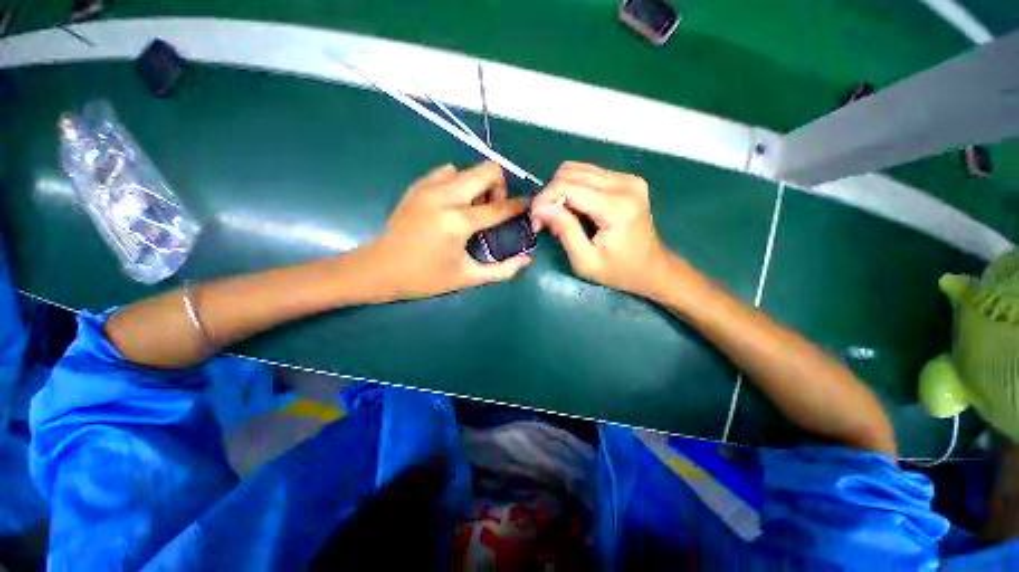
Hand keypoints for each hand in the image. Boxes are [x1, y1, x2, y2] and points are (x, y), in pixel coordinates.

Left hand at [359, 162, 531, 300]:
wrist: (378, 269)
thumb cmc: (424, 278)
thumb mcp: (466, 278)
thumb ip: (501, 270)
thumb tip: (527, 260)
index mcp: (458, 222)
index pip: (499, 206)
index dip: (518, 205)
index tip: (526, 206)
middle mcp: (445, 197)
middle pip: (486, 170)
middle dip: (499, 186)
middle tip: (495, 208)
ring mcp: (428, 188)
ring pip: (467, 170)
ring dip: (478, 185)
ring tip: (472, 208)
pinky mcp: (417, 187)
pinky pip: (446, 172)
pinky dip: (458, 183)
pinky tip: (453, 204)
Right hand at [530, 162, 671, 297]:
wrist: (652, 269)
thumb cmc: (618, 272)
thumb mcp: (585, 260)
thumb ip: (564, 230)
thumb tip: (540, 207)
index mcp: (617, 207)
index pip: (568, 186)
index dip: (544, 199)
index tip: (535, 221)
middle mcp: (625, 184)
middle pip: (570, 173)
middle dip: (550, 195)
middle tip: (545, 221)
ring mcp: (629, 179)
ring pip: (577, 169)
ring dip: (560, 190)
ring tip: (558, 215)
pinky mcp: (628, 180)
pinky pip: (589, 173)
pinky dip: (573, 188)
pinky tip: (573, 208)